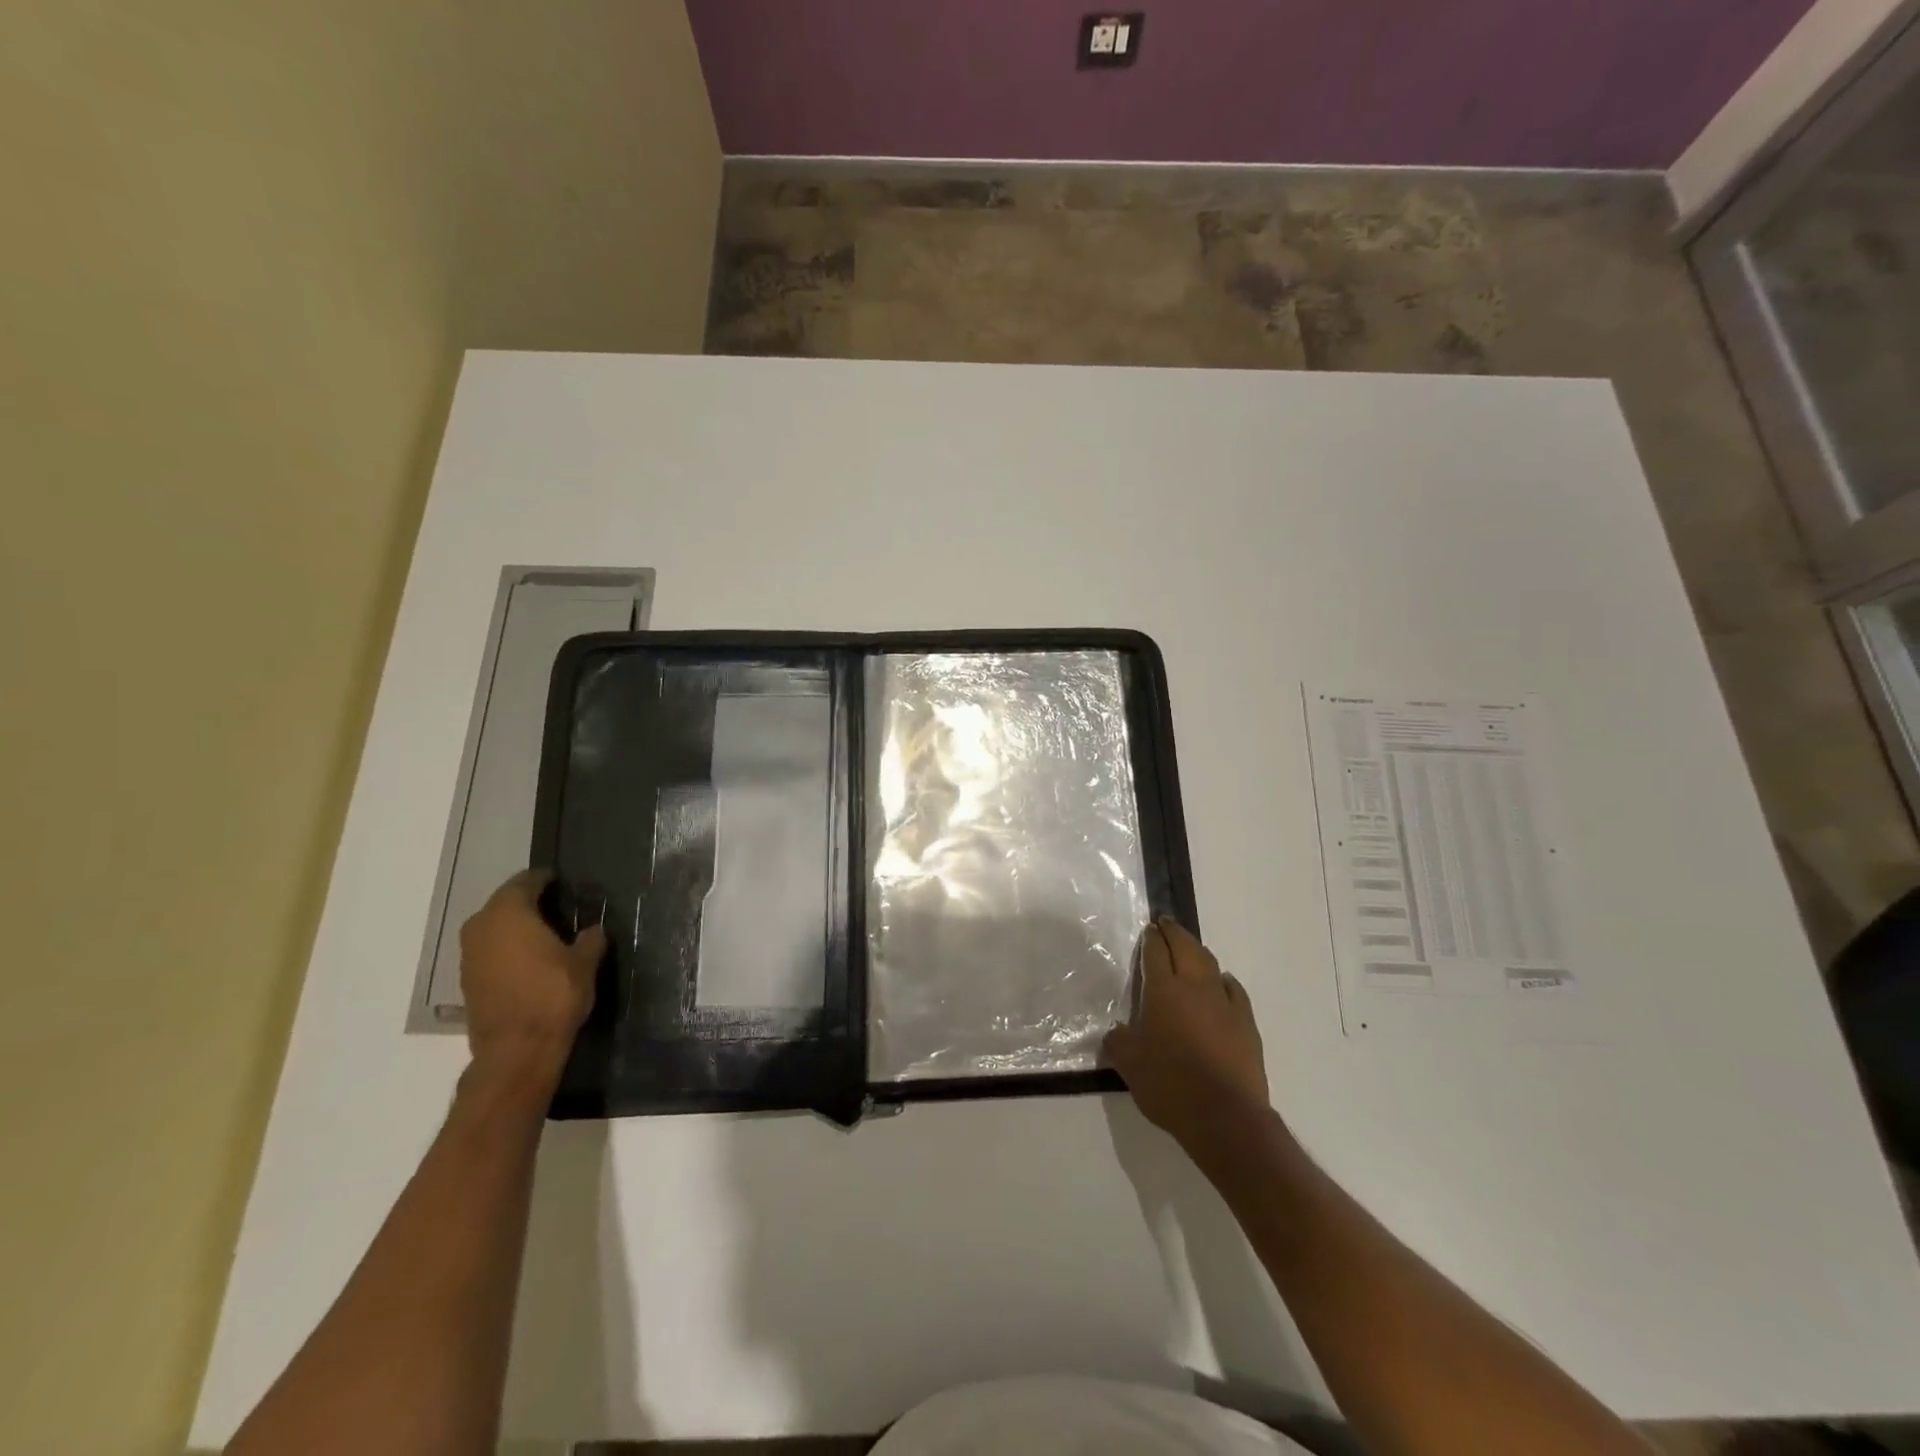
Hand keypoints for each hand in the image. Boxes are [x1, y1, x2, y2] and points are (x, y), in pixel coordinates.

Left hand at [459, 871, 602, 1087]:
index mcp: (509, 913)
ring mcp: (469, 955)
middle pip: (505, 902)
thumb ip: (590, 940)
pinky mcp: (467, 980)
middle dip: (528, 901)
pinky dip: (506, 948)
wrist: (516, 1051)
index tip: (562, 881)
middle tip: (557, 905)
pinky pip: (489, 950)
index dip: (545, 879)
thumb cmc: (553, 996)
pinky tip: (529, 958)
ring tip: (545, 932)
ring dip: (515, 926)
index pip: (526, 881)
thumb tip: (593, 930)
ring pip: (494, 927)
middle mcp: (482, 927)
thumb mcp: (585, 964)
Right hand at [1104, 916, 1269, 1149]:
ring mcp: (1224, 1004)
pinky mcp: (1246, 1024)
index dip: (1150, 939)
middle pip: (1185, 947)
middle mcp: (1195, 988)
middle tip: (1165, 923)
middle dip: (1174, 932)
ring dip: (1198, 951)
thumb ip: (1119, 1041)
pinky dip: (1223, 980)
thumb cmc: (1169, 1085)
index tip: (1148, 929)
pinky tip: (1221, 982)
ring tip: (1189, 948)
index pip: (1155, 953)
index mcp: (1163, 991)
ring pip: (1210, 964)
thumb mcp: (1128, 1065)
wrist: (1225, 1116)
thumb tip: (1117, 1032)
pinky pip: (1233, 990)